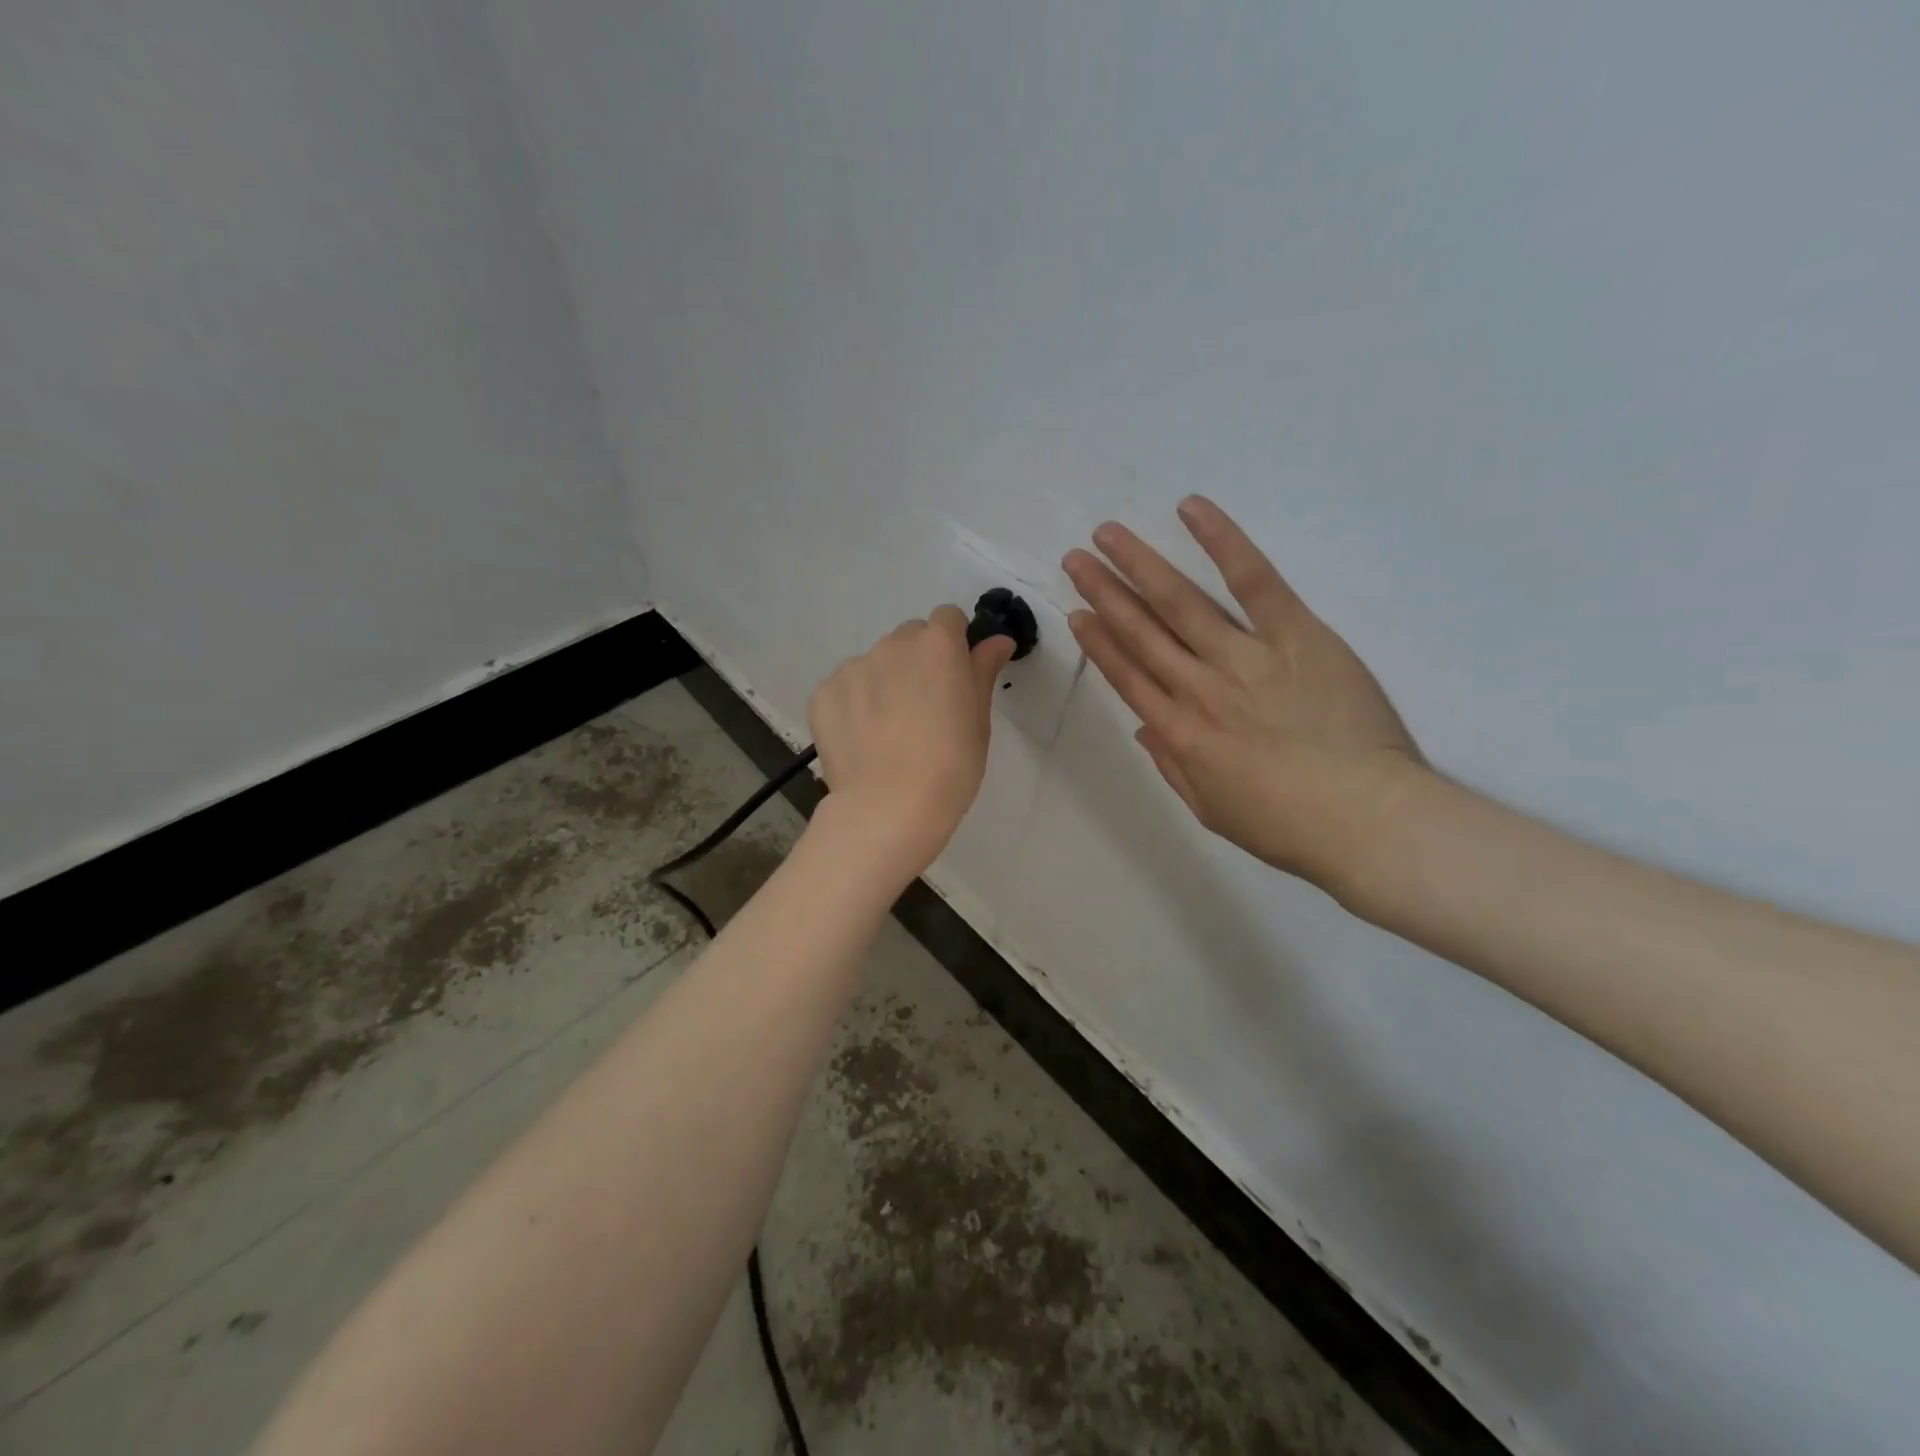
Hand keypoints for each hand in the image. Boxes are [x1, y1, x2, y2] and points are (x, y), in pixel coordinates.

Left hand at [808, 606, 1016, 874]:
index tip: (956, 676)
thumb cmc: (950, 766)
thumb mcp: (979, 720)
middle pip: (909, 638)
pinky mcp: (823, 694)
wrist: (888, 807)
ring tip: (888, 731)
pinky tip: (862, 741)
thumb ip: (983, 670)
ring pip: (875, 663)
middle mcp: (892, 645)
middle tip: (924, 708)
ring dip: (884, 682)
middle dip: (918, 661)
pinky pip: (845, 688)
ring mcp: (852, 668)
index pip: (948, 618)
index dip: (954, 643)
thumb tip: (997, 640)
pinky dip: (854, 705)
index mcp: (938, 645)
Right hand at [1063, 496, 1427, 899]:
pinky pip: (1253, 581)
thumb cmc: (1289, 826)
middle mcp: (1199, 688)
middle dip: (1104, 592)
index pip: (1127, 676)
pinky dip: (1222, 542)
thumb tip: (1144, 728)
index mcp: (1179, 733)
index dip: (1099, 642)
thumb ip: (1173, 767)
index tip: (1078, 613)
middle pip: (1141, 632)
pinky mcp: (1295, 634)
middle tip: (1075, 559)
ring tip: (1108, 535)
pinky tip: (1191, 510)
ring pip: (1180, 602)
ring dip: (1140, 565)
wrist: (1367, 821)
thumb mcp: (1213, 811)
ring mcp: (1245, 657)